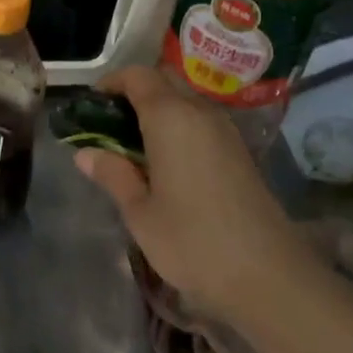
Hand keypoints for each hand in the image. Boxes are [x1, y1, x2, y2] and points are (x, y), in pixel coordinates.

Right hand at [74, 67, 319, 316]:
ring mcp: (226, 132)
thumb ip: (113, 175)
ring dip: (159, 110)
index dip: (112, 82)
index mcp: (171, 118)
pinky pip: (201, 122)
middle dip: (135, 92)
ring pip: (186, 101)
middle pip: (165, 81)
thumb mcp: (140, 212)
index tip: (91, 105)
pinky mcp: (240, 152)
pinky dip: (179, 128)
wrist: (268, 275)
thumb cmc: (192, 241)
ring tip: (133, 145)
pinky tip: (166, 163)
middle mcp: (201, 113)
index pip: (138, 76)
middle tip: (110, 124)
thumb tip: (85, 153)